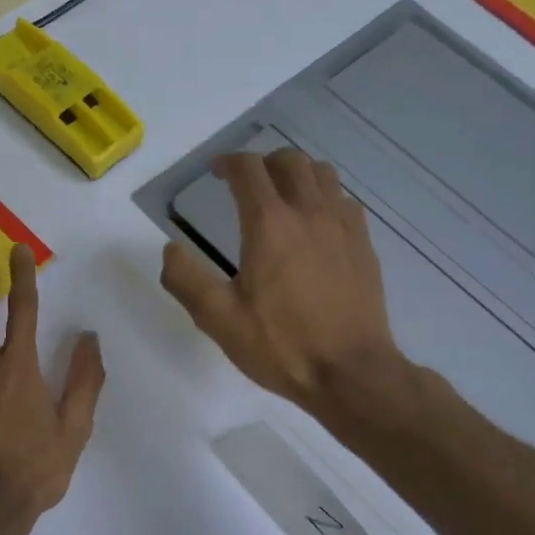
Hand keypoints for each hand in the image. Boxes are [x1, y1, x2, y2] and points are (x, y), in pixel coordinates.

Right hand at [160, 149, 400, 409]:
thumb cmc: (281, 346)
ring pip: (322, 174)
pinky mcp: (364, 245)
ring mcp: (343, 226)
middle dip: (262, 162)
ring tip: (281, 195)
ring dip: (297, 174)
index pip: (248, 170)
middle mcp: (309, 213)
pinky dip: (324, 197)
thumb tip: (170, 249)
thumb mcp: (218, 319)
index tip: (215, 172)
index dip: (227, 163)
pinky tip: (316, 223)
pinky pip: (344, 201)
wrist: (351, 372)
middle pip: (289, 161)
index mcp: (270, 224)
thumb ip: (185, 279)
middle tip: (246, 183)